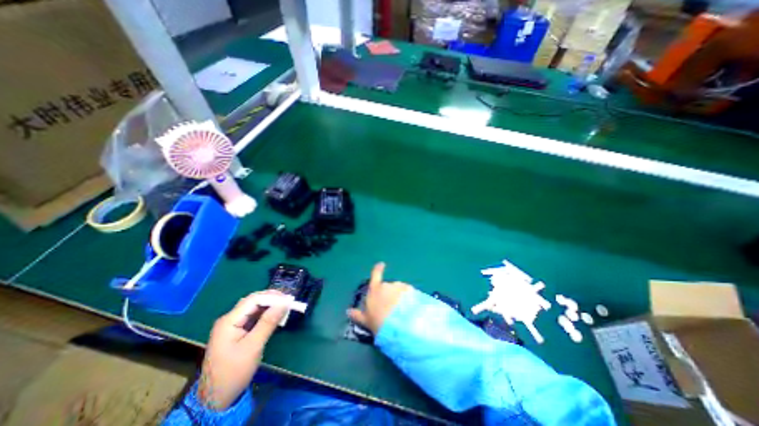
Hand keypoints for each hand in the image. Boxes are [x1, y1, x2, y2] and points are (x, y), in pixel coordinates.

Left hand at [197, 289, 289, 408]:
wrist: (216, 400)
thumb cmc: (234, 372)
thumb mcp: (253, 347)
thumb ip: (268, 322)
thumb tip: (284, 303)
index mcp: (229, 321)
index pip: (253, 300)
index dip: (272, 297)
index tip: (289, 299)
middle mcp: (229, 319)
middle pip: (253, 302)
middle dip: (271, 299)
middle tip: (289, 301)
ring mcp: (232, 326)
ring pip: (254, 309)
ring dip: (270, 306)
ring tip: (285, 307)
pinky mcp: (237, 332)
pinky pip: (253, 317)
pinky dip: (266, 315)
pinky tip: (275, 316)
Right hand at [347, 263, 411, 335]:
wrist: (400, 325)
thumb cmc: (380, 322)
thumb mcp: (366, 321)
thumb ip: (358, 315)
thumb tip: (348, 311)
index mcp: (375, 290)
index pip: (375, 274)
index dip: (378, 269)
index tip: (381, 264)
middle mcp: (387, 285)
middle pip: (388, 287)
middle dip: (389, 294)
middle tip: (391, 308)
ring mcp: (400, 286)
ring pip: (399, 290)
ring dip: (399, 297)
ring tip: (401, 311)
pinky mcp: (411, 290)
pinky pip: (409, 293)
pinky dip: (409, 298)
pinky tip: (410, 309)